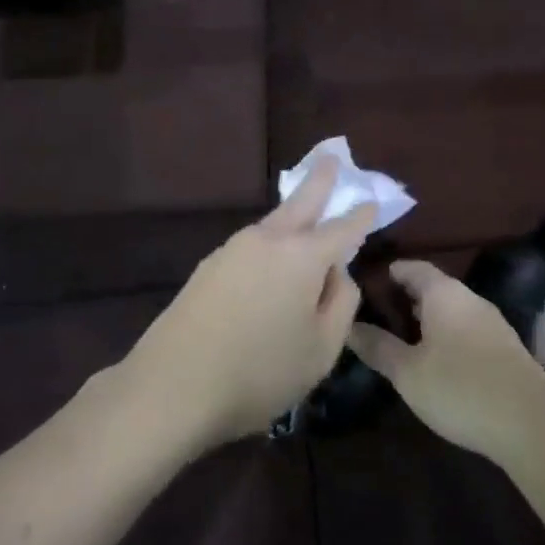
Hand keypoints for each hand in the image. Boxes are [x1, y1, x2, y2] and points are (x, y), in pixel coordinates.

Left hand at [125, 156, 377, 448]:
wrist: (171, 387)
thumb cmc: (259, 372)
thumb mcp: (322, 349)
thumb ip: (342, 303)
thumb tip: (338, 273)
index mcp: (302, 256)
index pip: (343, 227)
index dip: (361, 214)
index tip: (373, 202)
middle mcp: (267, 240)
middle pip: (301, 202)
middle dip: (321, 178)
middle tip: (332, 157)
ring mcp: (232, 250)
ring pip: (273, 224)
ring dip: (294, 215)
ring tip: (307, 215)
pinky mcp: (208, 267)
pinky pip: (253, 246)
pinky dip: (271, 244)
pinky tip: (271, 264)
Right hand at [348, 261, 544, 460]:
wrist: (531, 423)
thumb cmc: (459, 387)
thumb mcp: (408, 371)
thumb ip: (378, 347)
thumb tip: (349, 326)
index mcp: (444, 293)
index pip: (413, 267)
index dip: (389, 272)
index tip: (365, 283)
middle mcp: (470, 300)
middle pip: (433, 288)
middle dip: (405, 298)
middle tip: (375, 314)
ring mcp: (492, 324)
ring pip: (451, 311)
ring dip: (426, 320)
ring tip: (399, 339)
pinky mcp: (504, 350)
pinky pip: (466, 330)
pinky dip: (445, 336)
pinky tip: (434, 360)